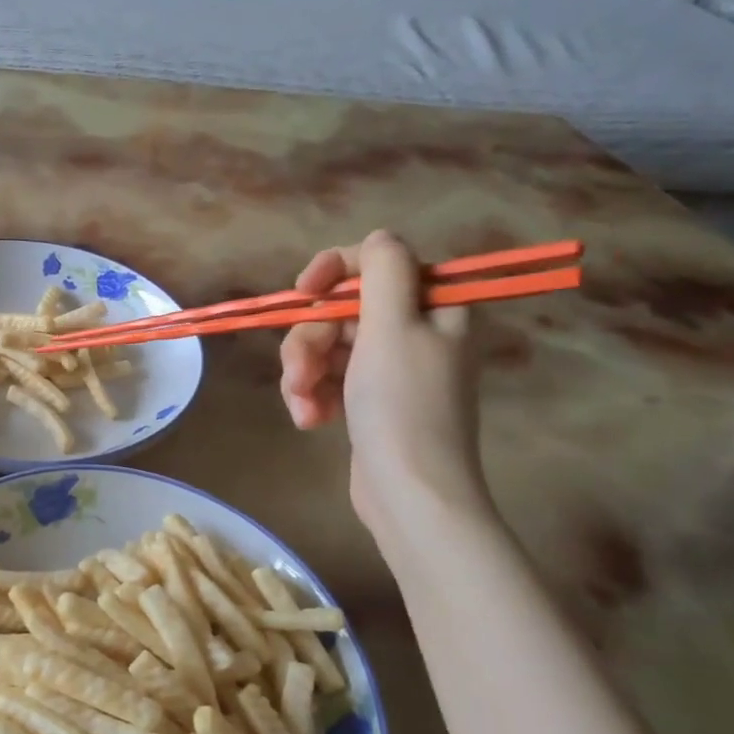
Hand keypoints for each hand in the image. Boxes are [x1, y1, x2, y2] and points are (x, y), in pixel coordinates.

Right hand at [279, 231, 488, 533]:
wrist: (411, 494)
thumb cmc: (402, 405)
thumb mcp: (393, 326)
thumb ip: (384, 270)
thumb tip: (378, 239)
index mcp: (433, 306)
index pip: (376, 262)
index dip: (334, 270)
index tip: (303, 293)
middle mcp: (415, 331)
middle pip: (342, 309)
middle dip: (311, 340)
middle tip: (301, 373)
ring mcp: (391, 368)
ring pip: (327, 345)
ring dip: (304, 372)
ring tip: (304, 406)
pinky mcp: (369, 399)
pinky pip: (329, 377)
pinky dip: (313, 395)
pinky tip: (310, 420)